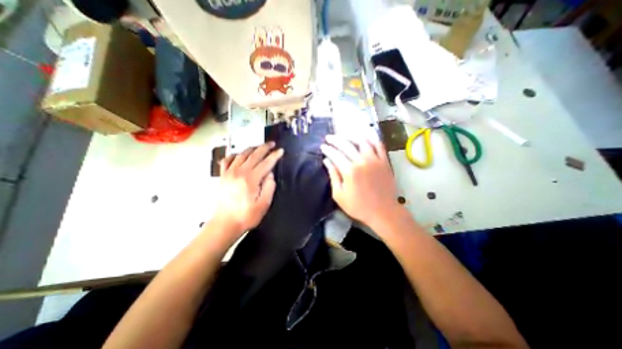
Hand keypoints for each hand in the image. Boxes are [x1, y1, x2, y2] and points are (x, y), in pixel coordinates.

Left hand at [212, 141, 282, 236]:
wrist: (225, 223)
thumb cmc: (246, 216)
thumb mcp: (264, 204)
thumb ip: (269, 187)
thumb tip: (270, 174)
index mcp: (251, 179)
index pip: (266, 163)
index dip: (275, 155)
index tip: (280, 151)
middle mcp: (239, 173)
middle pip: (254, 155)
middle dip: (265, 147)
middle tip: (272, 144)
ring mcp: (229, 173)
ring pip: (242, 154)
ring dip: (252, 148)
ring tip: (259, 146)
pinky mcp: (223, 176)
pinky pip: (227, 160)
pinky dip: (234, 155)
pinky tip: (239, 155)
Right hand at [320, 133, 403, 228]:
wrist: (383, 211)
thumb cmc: (358, 206)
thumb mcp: (339, 195)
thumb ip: (333, 176)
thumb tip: (327, 161)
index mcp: (349, 171)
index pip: (335, 154)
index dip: (327, 149)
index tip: (322, 147)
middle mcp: (362, 161)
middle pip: (346, 145)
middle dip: (335, 140)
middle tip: (329, 138)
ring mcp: (375, 160)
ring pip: (362, 141)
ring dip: (351, 136)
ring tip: (344, 135)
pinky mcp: (384, 161)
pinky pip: (378, 145)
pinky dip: (371, 138)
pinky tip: (365, 136)